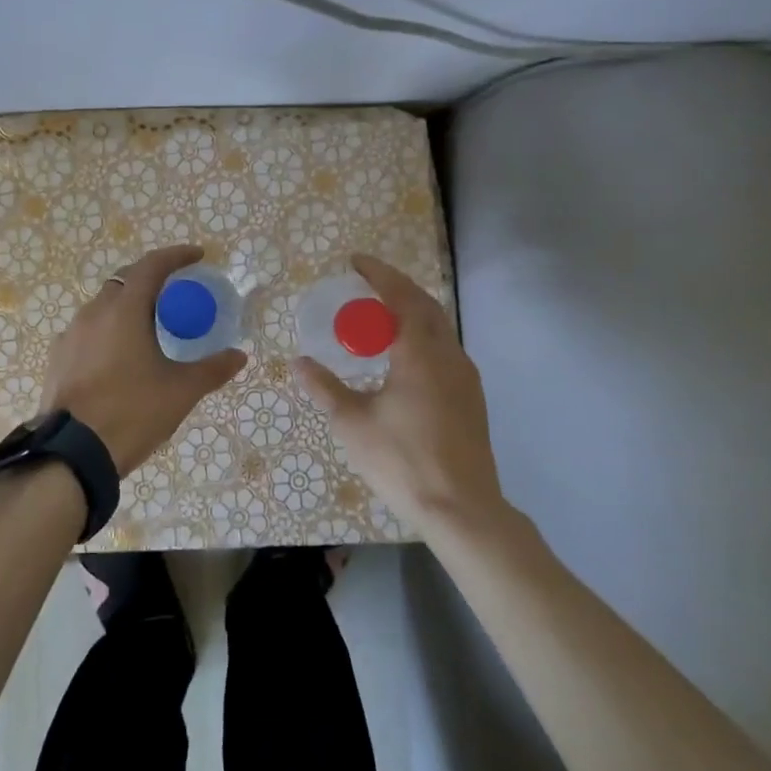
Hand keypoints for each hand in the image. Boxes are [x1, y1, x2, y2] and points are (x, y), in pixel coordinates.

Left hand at [41, 246, 247, 476]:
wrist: (72, 454)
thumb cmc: (131, 412)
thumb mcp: (180, 392)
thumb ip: (212, 369)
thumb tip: (239, 356)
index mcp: (124, 310)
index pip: (152, 266)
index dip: (176, 256)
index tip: (197, 256)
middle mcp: (94, 312)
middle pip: (124, 281)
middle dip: (150, 279)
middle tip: (174, 293)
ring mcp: (71, 334)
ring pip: (103, 305)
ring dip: (127, 306)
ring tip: (148, 327)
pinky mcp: (58, 357)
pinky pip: (88, 330)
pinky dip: (108, 330)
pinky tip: (119, 356)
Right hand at [293, 254, 502, 528]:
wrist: (462, 509)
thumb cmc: (402, 460)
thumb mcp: (352, 423)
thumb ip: (324, 388)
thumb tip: (299, 363)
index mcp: (420, 353)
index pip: (400, 296)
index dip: (378, 274)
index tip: (355, 261)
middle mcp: (448, 355)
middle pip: (425, 305)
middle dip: (396, 287)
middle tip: (366, 284)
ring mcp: (465, 377)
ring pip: (439, 327)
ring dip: (411, 312)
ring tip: (381, 316)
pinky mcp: (471, 397)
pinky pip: (444, 348)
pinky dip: (422, 335)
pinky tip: (403, 357)